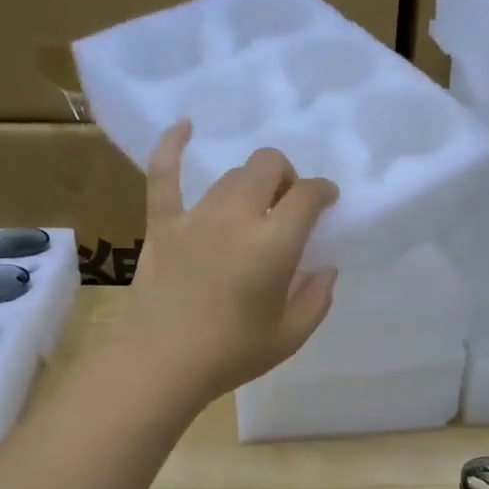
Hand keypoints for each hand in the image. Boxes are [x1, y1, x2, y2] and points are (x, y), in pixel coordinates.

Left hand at [113, 121, 339, 404]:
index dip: (323, 191)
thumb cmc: (231, 354)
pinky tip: (184, 126)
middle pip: (268, 167)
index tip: (327, 202)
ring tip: (252, 204)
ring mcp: (196, 216)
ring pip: (230, 175)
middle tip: (286, 205)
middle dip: (286, 177)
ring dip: (249, 182)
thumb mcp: (290, 336)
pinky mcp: (162, 224)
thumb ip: (316, 299)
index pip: (307, 195)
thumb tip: (325, 268)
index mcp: (274, 242)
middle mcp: (237, 217)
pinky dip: (173, 146)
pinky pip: (164, 175)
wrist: (161, 363)